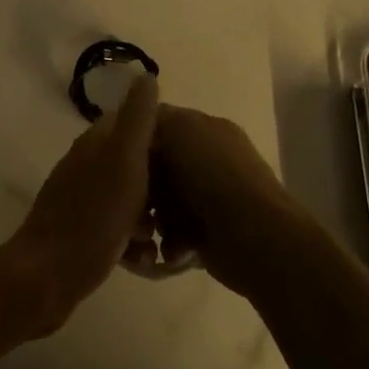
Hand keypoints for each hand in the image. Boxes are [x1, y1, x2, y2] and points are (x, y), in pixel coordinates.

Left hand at [5, 74, 159, 333]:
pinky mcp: (81, 232)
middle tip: (182, 207)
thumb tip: (145, 75)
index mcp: (96, 143)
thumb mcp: (124, 160)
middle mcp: (87, 165)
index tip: (189, 157)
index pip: (134, 122)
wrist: (48, 276)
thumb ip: (137, 119)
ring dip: (151, 216)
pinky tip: (144, 260)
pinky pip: (117, 227)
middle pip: (135, 163)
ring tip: (167, 240)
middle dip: (162, 183)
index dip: (163, 136)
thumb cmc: (94, 216)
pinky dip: (133, 240)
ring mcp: (82, 199)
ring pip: (129, 198)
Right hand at [140, 104, 309, 294]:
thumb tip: (138, 128)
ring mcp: (210, 199)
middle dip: (142, 187)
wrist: (253, 234)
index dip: (137, 141)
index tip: (116, 158)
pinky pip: (174, 234)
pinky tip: (171, 249)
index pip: (159, 127)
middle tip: (133, 201)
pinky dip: (170, 242)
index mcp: (206, 129)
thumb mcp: (180, 128)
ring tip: (152, 231)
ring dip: (154, 219)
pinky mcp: (208, 235)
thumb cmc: (214, 174)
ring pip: (161, 204)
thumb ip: (155, 119)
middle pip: (157, 168)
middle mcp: (209, 161)